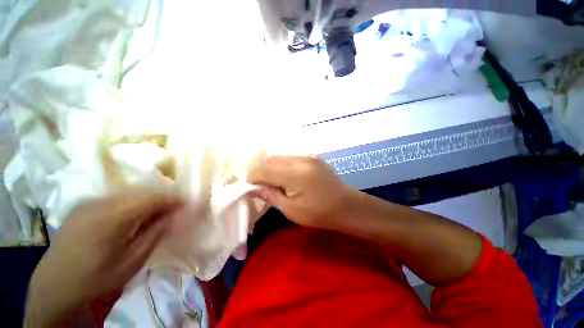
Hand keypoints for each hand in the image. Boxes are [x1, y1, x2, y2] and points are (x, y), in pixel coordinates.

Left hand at [25, 188, 182, 326]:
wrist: (53, 285)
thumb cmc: (95, 278)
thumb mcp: (131, 262)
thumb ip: (154, 234)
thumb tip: (174, 215)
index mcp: (111, 217)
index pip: (152, 198)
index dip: (173, 199)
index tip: (187, 204)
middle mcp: (100, 203)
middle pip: (141, 193)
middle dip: (162, 199)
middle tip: (174, 211)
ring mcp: (89, 202)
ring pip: (129, 194)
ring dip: (147, 201)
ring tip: (157, 214)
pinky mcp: (83, 206)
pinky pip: (116, 198)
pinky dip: (132, 203)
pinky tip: (133, 217)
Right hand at [247, 155, 353, 228]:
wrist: (346, 206)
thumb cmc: (319, 214)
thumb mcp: (291, 210)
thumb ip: (271, 196)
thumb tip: (255, 189)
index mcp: (295, 175)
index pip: (264, 169)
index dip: (253, 177)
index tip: (251, 186)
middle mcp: (301, 160)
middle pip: (272, 159)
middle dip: (265, 171)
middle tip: (269, 186)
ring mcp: (309, 156)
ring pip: (282, 157)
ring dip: (276, 168)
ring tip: (282, 182)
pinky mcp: (314, 157)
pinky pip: (293, 158)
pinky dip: (287, 166)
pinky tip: (294, 178)